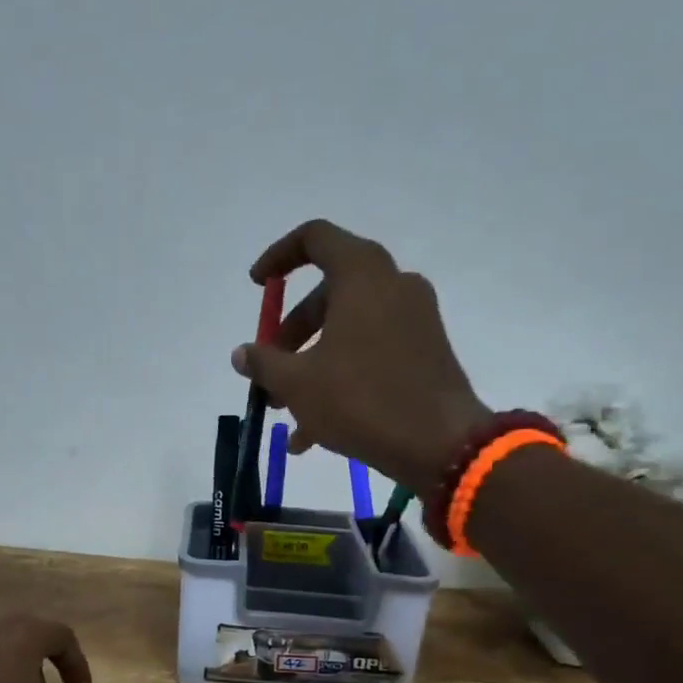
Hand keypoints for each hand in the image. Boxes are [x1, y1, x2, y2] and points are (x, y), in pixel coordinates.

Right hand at [233, 220, 490, 491]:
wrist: (440, 444)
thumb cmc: (361, 400)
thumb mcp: (297, 382)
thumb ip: (263, 362)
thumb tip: (242, 354)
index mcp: (362, 276)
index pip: (315, 238)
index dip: (279, 256)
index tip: (257, 286)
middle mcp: (393, 286)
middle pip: (328, 294)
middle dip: (290, 333)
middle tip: (267, 371)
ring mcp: (414, 319)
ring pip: (347, 330)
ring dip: (310, 364)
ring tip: (284, 412)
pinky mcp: (425, 352)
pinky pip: (370, 353)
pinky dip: (340, 378)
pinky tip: (313, 433)